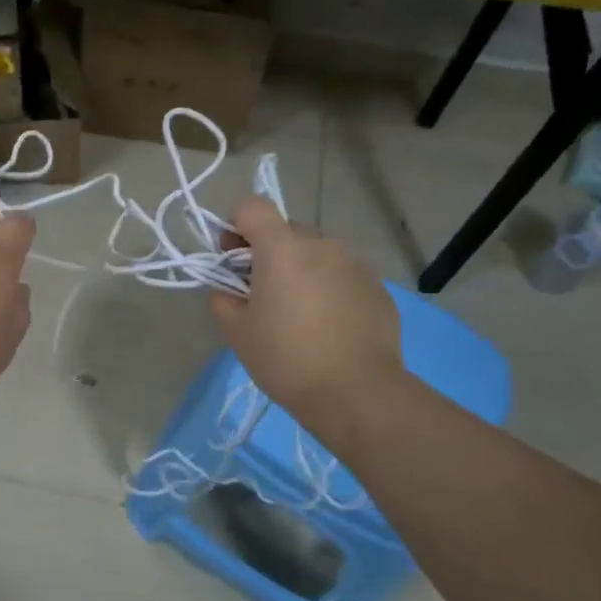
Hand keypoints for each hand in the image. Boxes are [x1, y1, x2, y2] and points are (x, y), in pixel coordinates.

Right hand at [209, 197, 405, 425]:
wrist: (357, 393)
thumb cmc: (286, 359)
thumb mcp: (236, 332)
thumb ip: (222, 298)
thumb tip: (228, 287)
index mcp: (282, 248)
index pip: (251, 206)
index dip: (234, 226)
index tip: (231, 260)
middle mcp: (322, 244)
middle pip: (285, 230)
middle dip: (267, 253)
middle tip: (260, 294)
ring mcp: (355, 264)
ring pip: (316, 254)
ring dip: (300, 271)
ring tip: (298, 315)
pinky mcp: (377, 288)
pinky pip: (342, 276)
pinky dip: (328, 289)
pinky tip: (327, 328)